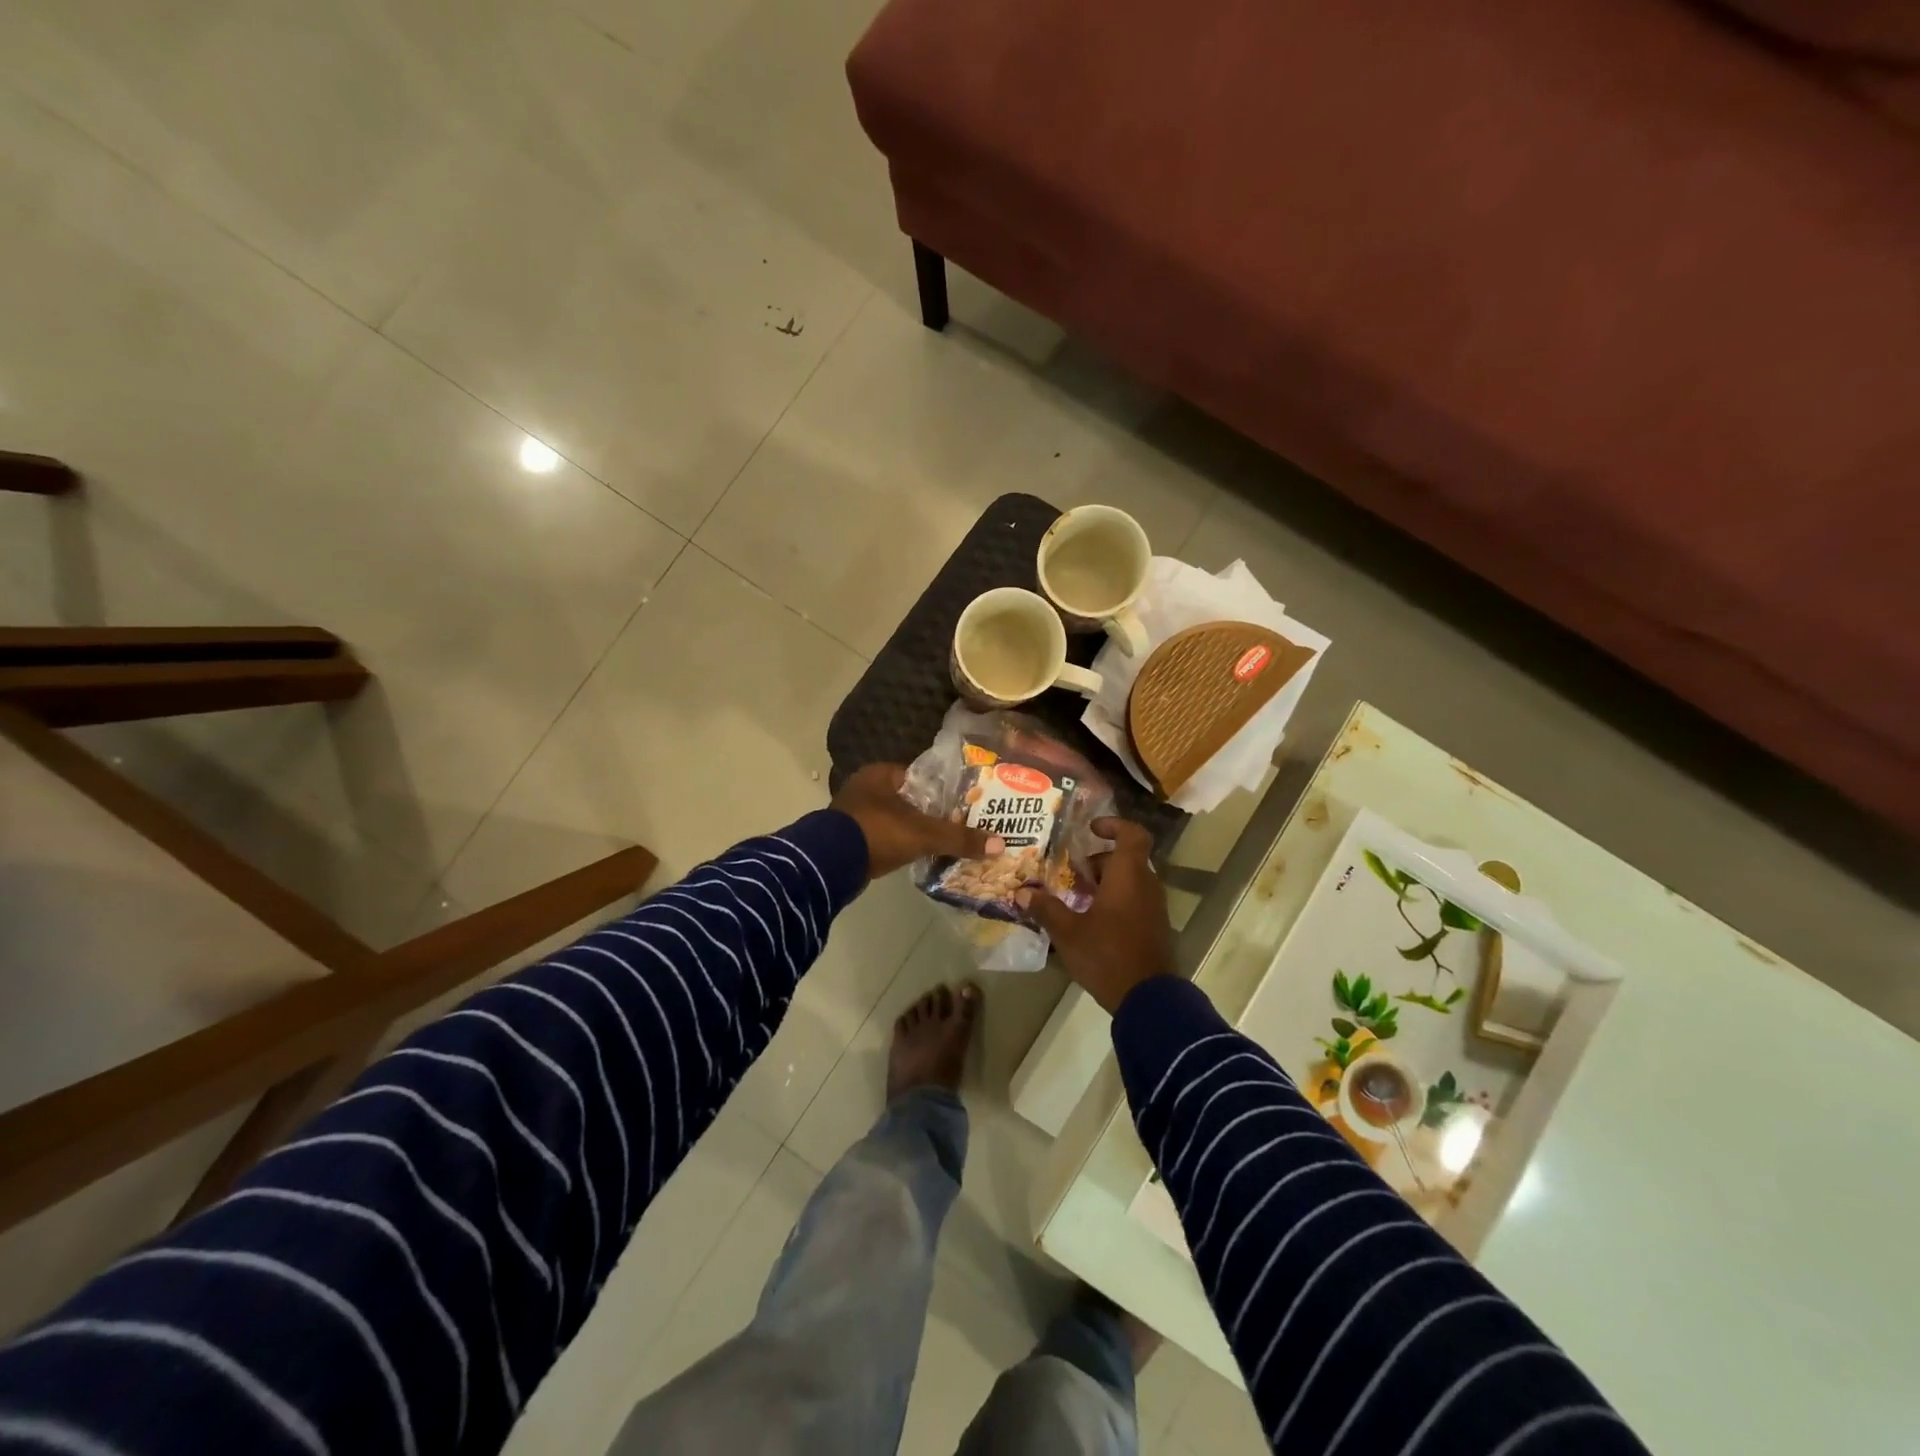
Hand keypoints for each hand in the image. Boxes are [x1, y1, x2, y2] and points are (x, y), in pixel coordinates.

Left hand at [832, 763, 1003, 881]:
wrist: (830, 864)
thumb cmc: (878, 832)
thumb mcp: (924, 834)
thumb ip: (960, 838)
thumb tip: (1001, 844)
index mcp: (880, 774)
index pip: (920, 776)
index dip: (943, 789)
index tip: (964, 803)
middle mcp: (864, 787)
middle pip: (907, 798)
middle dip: (928, 812)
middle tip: (957, 824)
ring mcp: (853, 813)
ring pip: (893, 818)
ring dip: (911, 830)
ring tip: (941, 842)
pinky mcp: (847, 838)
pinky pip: (881, 837)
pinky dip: (897, 844)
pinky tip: (915, 855)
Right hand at [1017, 817, 1174, 1013]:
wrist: (1149, 999)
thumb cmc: (1107, 955)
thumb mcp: (1068, 932)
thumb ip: (1046, 909)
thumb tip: (1021, 891)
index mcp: (1128, 875)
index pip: (1132, 834)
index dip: (1113, 825)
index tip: (1090, 829)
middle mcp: (1146, 885)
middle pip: (1125, 859)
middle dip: (1097, 861)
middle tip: (1070, 872)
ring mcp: (1154, 908)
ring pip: (1129, 881)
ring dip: (1104, 883)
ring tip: (1074, 898)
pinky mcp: (1154, 928)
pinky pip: (1134, 901)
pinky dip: (1114, 901)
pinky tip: (1089, 921)